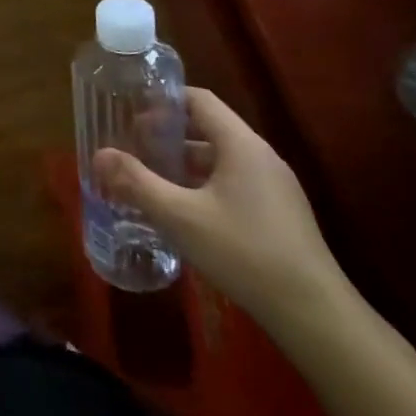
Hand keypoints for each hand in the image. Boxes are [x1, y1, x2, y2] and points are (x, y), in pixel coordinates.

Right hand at [93, 87, 347, 332]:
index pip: (200, 100)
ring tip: (150, 178)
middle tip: (133, 146)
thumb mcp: (180, 217)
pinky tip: (183, 212)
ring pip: (221, 159)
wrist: (315, 316)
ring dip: (184, 163)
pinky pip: (234, 183)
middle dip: (168, 134)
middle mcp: (261, 157)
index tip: (131, 111)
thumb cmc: (244, 253)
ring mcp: (275, 187)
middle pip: (209, 128)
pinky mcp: (280, 215)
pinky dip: (203, 185)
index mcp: (241, 145)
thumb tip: (99, 155)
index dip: (164, 100)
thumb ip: (136, 182)